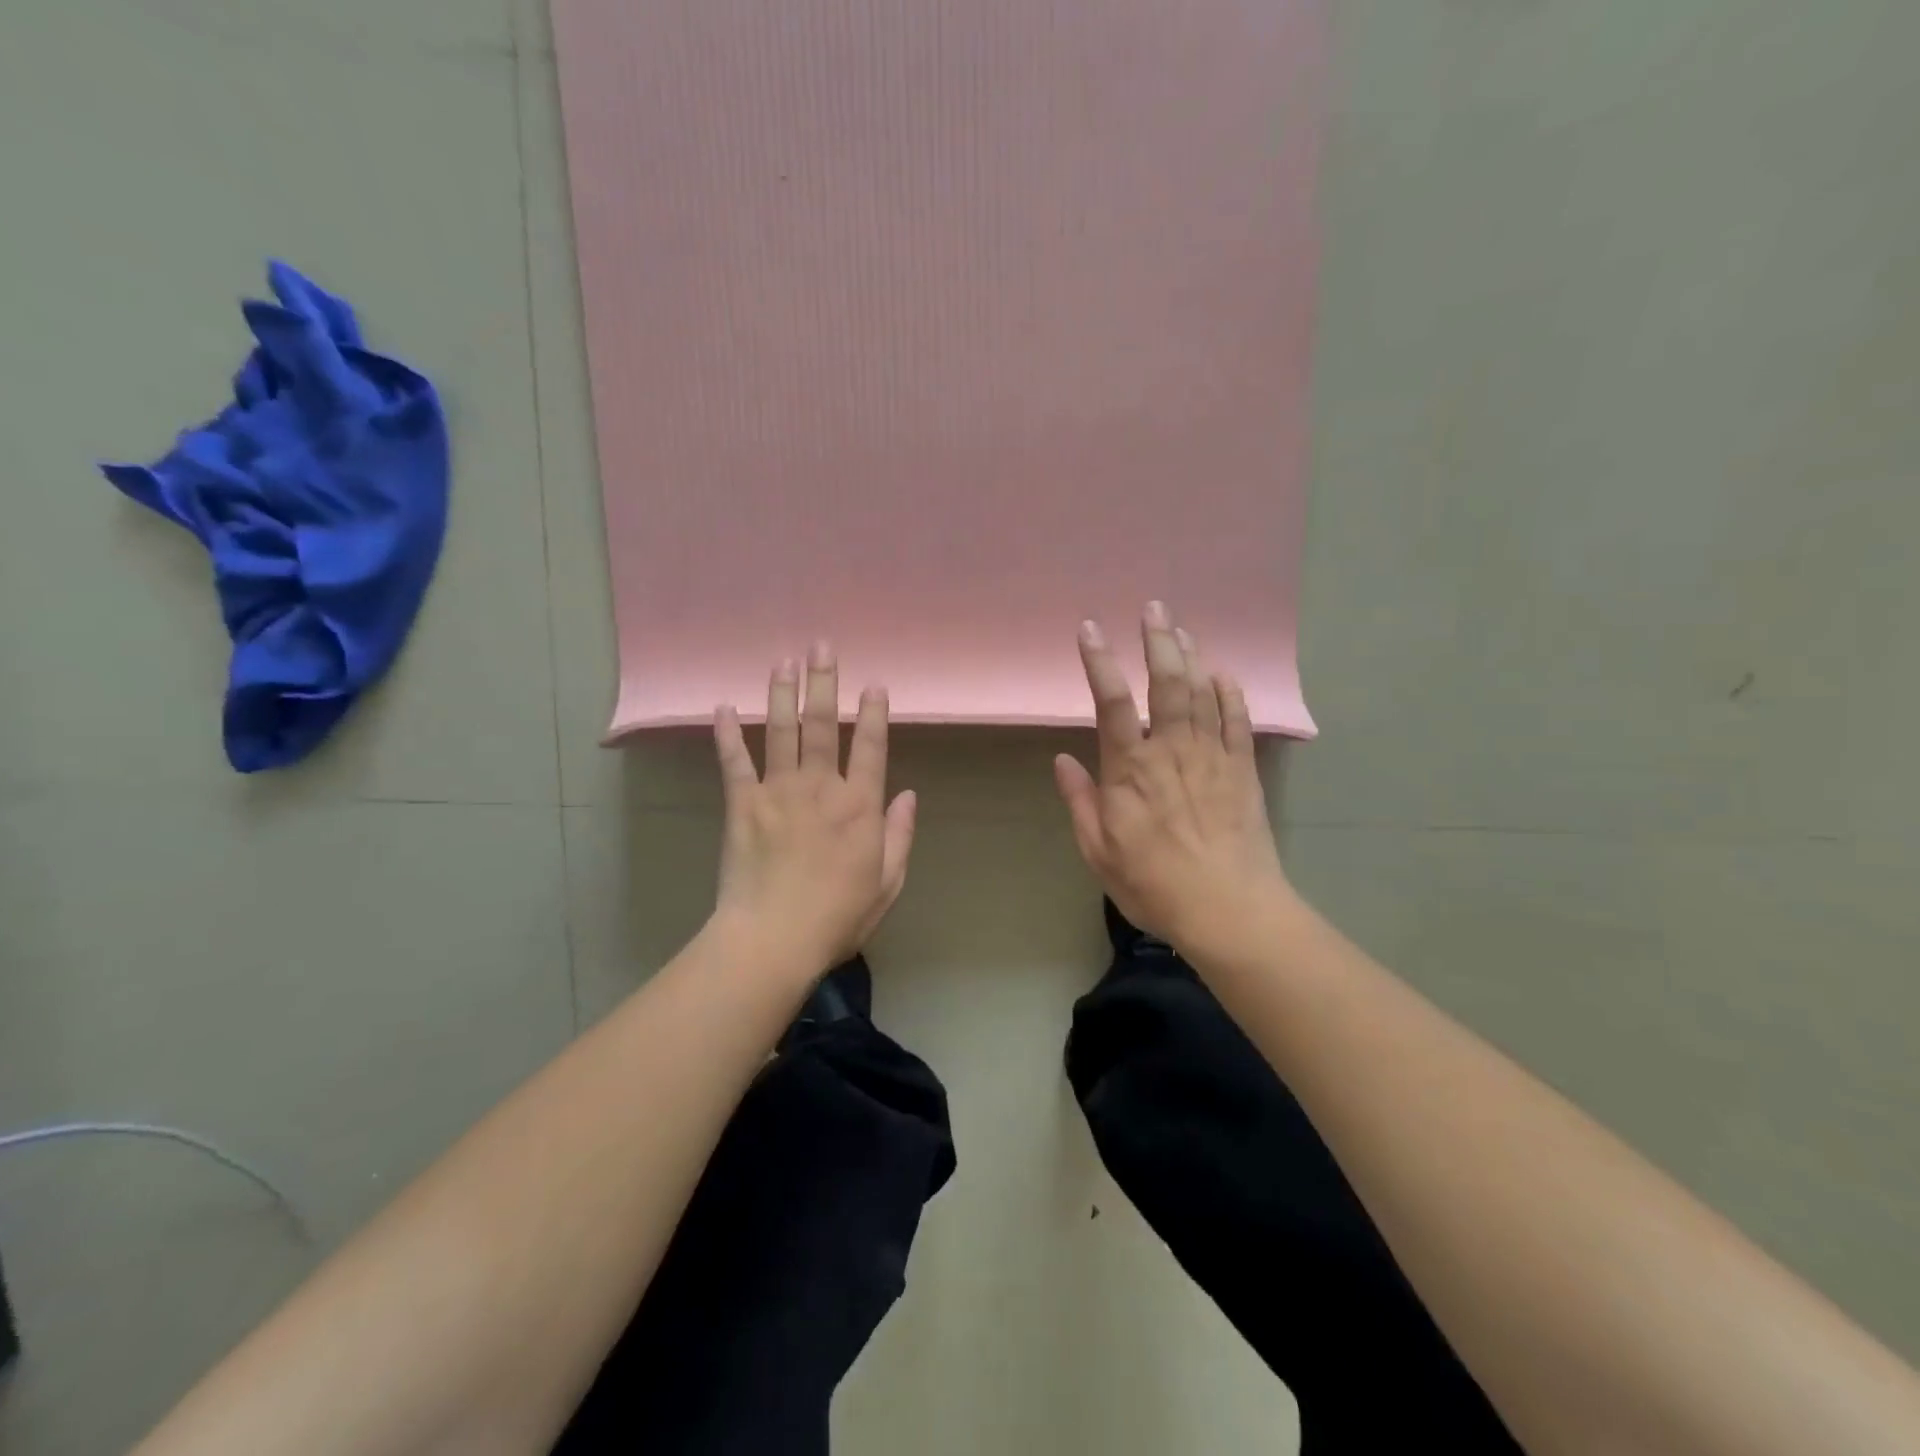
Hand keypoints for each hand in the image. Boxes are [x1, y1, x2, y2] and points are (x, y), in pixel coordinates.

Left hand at [712, 642, 916, 973]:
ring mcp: (778, 791)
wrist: (773, 939)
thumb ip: (899, 835)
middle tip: (821, 645)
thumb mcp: (888, 882)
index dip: (874, 712)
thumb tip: (909, 794)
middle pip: (823, 724)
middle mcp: (820, 787)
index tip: (874, 683)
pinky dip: (727, 734)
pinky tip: (722, 706)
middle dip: (824, 681)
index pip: (871, 746)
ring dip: (781, 693)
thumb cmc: (838, 917)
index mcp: (859, 806)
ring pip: (780, 731)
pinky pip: (734, 762)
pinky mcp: (742, 804)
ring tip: (783, 660)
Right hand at [1054, 603, 1288, 950]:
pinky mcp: (1242, 771)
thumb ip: (1080, 801)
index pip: (1111, 702)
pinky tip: (1223, 674)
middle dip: (1158, 641)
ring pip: (1201, 693)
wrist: (1230, 910)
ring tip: (1181, 628)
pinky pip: (1237, 722)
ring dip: (1190, 657)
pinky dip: (1230, 694)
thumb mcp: (1099, 851)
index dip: (1099, 662)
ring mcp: (1212, 757)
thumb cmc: (1154, 884)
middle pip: (1166, 683)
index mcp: (1131, 769)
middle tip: (1154, 607)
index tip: (1090, 629)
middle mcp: (1172, 750)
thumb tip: (1063, 760)